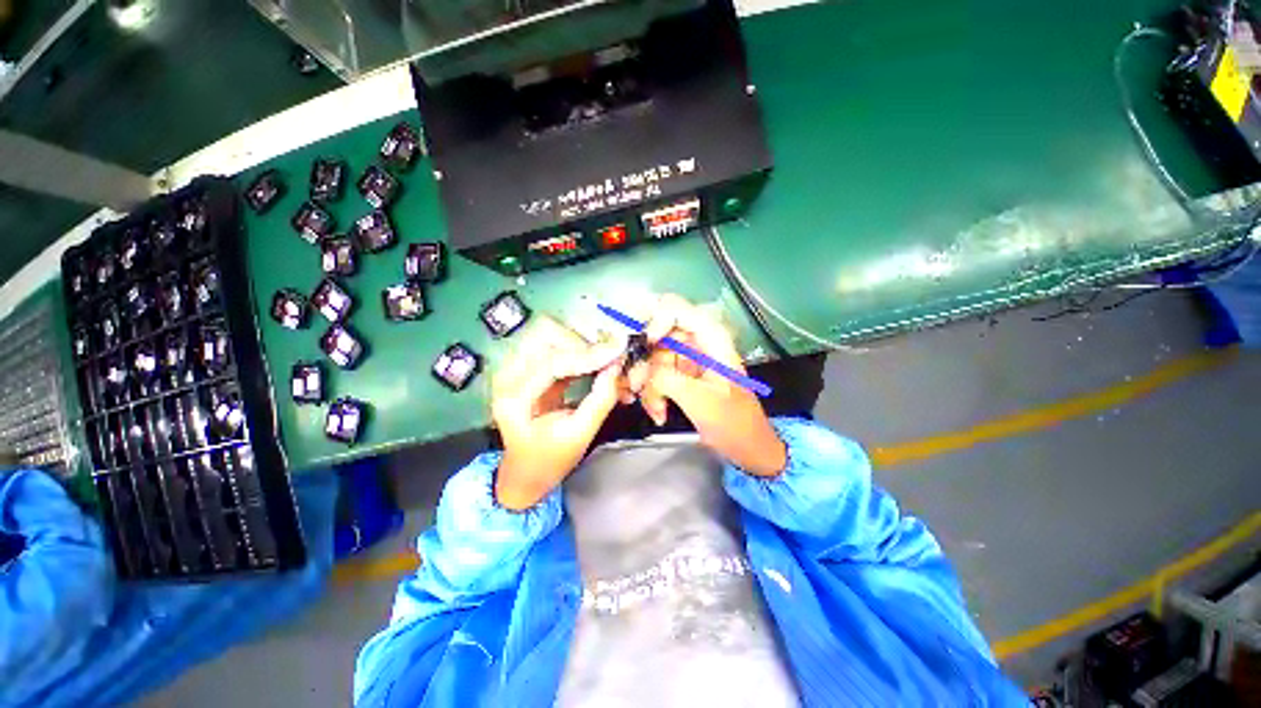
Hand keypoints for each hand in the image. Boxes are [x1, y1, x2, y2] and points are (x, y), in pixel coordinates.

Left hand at [491, 317, 624, 509]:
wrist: (526, 472)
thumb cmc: (550, 460)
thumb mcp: (580, 435)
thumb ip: (601, 400)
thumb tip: (617, 367)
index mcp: (513, 399)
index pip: (552, 363)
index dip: (588, 355)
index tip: (618, 351)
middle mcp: (507, 376)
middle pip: (545, 338)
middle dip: (582, 345)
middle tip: (610, 359)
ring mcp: (514, 369)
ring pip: (550, 337)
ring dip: (580, 345)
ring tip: (604, 361)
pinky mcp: (527, 368)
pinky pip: (554, 348)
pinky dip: (577, 352)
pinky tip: (595, 363)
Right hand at [630, 295, 785, 476]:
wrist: (748, 447)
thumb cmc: (732, 422)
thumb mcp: (699, 399)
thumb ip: (666, 377)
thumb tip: (641, 369)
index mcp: (710, 337)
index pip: (673, 307)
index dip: (654, 322)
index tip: (645, 347)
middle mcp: (696, 342)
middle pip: (656, 335)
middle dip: (645, 363)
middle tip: (637, 386)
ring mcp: (687, 359)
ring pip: (651, 358)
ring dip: (647, 385)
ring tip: (656, 409)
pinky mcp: (681, 376)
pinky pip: (655, 375)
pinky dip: (652, 393)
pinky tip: (659, 412)